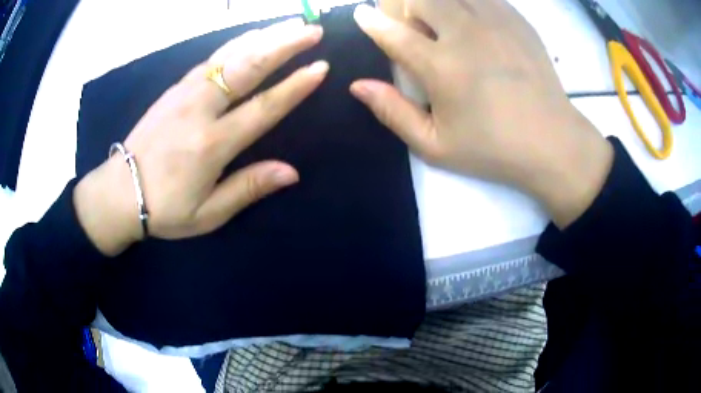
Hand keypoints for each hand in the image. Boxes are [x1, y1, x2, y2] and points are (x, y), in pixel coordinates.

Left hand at [74, 19, 328, 255]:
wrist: (118, 192)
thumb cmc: (164, 208)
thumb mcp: (207, 213)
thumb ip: (247, 188)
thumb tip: (291, 172)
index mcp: (211, 144)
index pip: (262, 108)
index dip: (294, 86)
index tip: (320, 67)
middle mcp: (200, 110)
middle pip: (248, 67)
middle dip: (284, 45)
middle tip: (313, 31)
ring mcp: (185, 93)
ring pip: (230, 54)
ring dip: (263, 36)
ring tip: (291, 24)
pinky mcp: (175, 88)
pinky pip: (212, 57)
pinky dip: (237, 42)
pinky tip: (252, 35)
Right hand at [351, 0, 613, 227]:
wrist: (553, 142)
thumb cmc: (493, 149)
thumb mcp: (436, 146)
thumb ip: (393, 113)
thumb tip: (358, 86)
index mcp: (442, 67)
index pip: (393, 32)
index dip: (371, 22)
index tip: (362, 15)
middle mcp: (465, 34)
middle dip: (407, 8)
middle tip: (417, 29)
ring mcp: (495, 23)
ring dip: (438, 3)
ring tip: (446, 25)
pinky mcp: (517, 21)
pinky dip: (468, 3)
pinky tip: (474, 24)